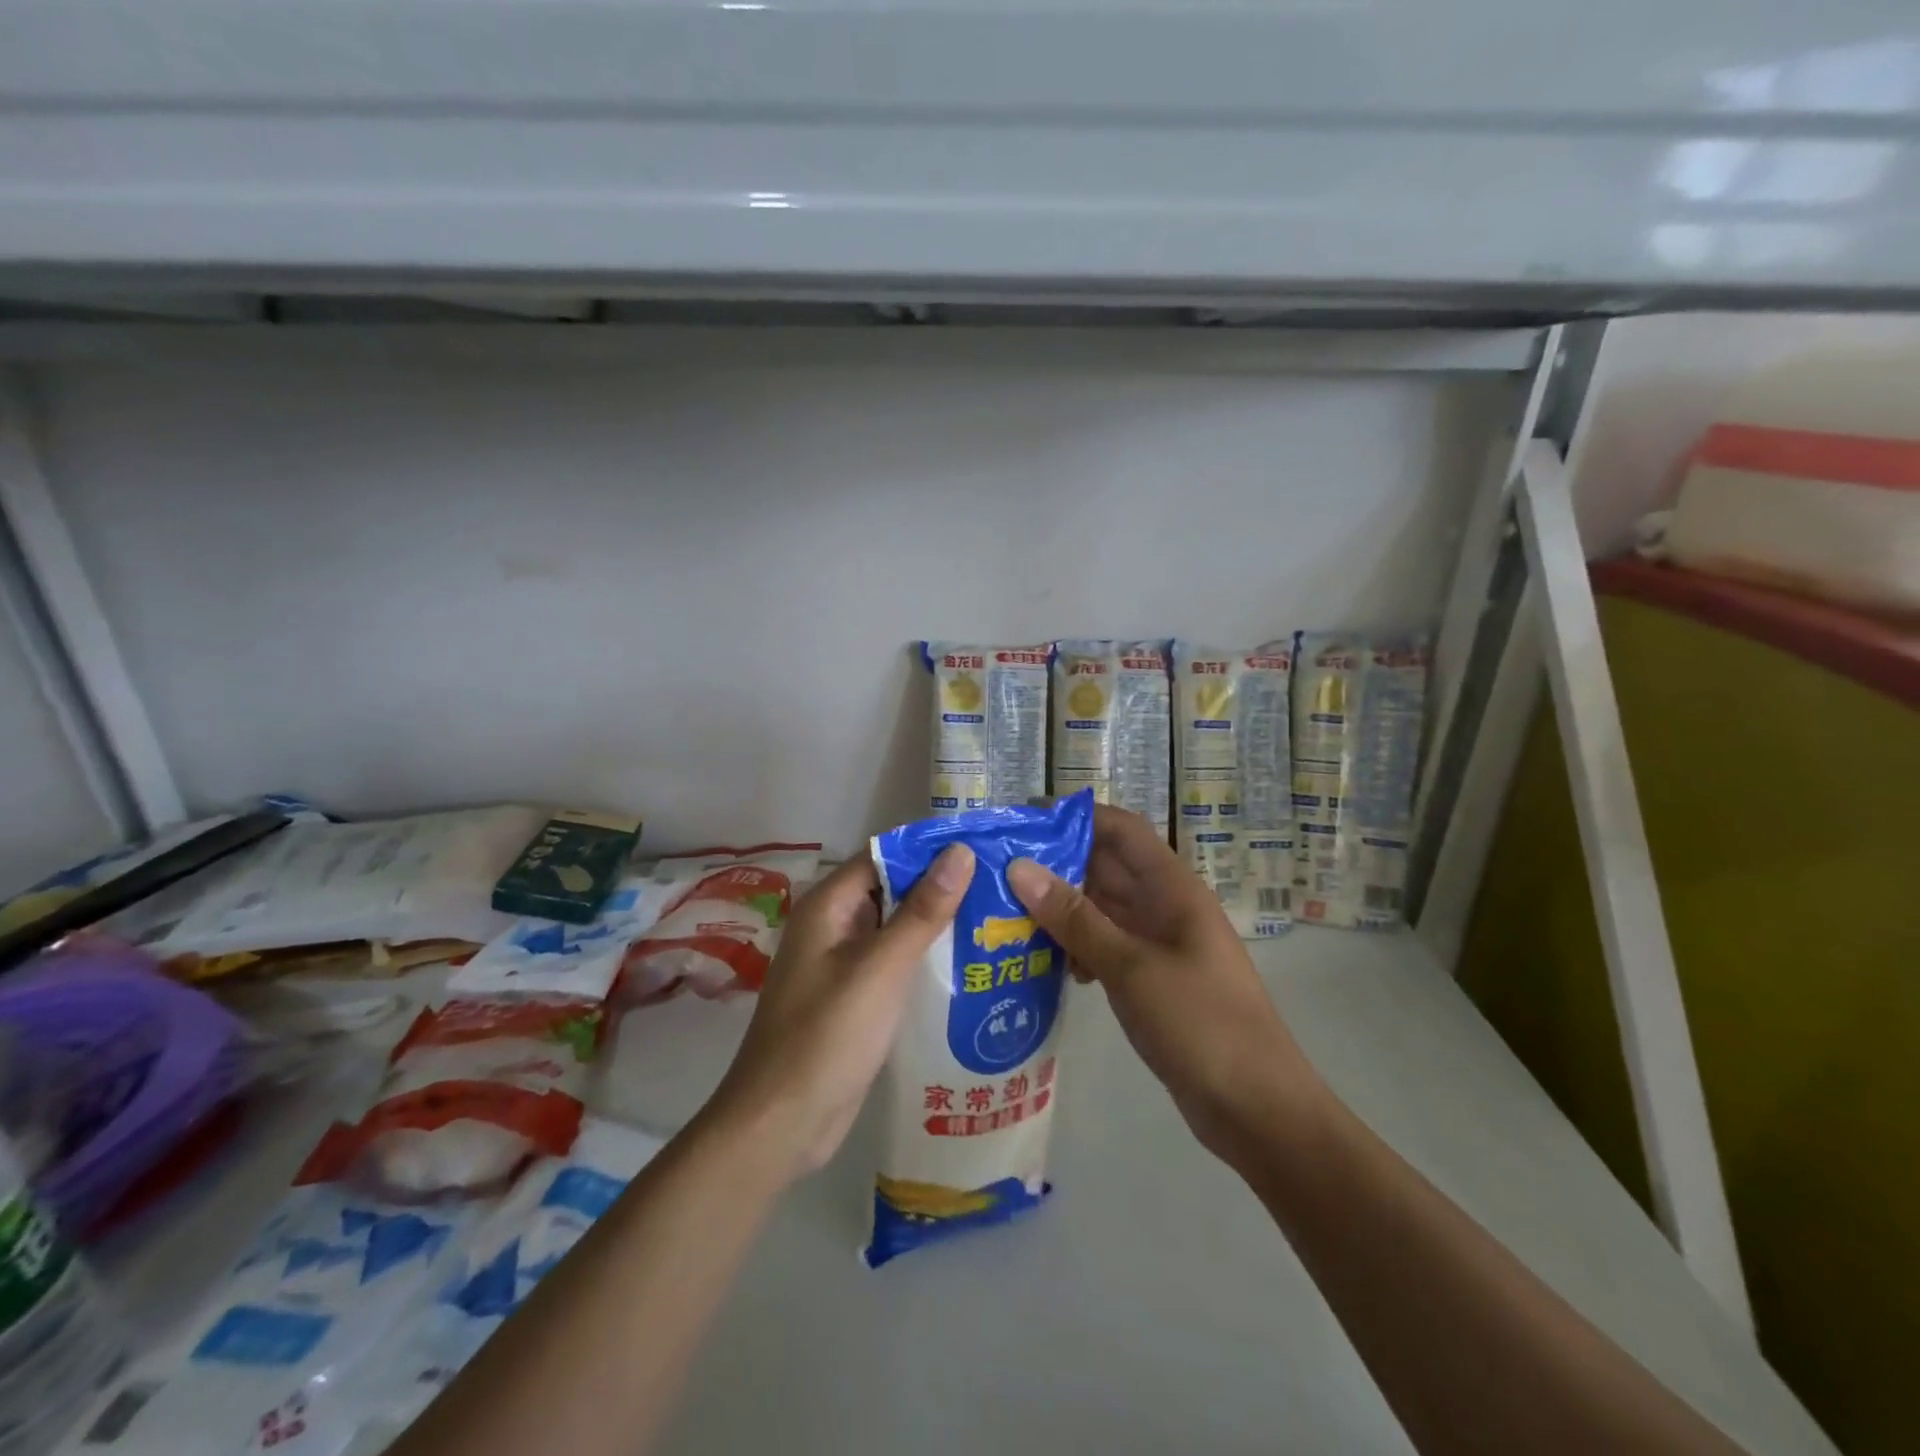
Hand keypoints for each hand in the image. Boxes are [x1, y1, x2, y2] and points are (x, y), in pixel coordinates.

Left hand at [702, 844, 974, 1184]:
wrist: (782, 1124)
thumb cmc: (828, 1036)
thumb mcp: (881, 968)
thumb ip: (922, 910)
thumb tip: (960, 851)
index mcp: (828, 906)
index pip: (884, 855)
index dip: (930, 849)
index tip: (984, 846)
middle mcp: (833, 926)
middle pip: (892, 889)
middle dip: (941, 885)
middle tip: (1001, 884)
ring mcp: (842, 964)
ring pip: (895, 928)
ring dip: (937, 922)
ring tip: (997, 917)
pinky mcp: (855, 997)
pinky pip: (894, 963)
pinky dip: (925, 957)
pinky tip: (969, 963)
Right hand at [1006, 805, 1320, 1164]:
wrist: (1256, 1108)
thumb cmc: (1199, 1023)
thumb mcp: (1130, 966)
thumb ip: (1075, 918)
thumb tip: (1020, 867)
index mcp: (1171, 888)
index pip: (1120, 829)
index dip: (1074, 816)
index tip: (1022, 819)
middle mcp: (1164, 906)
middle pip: (1105, 866)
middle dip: (1055, 864)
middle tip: (998, 871)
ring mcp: (1159, 943)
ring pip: (1102, 909)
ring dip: (1061, 910)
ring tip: (1009, 917)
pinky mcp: (1151, 978)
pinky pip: (1107, 945)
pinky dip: (1077, 947)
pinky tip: (1049, 965)